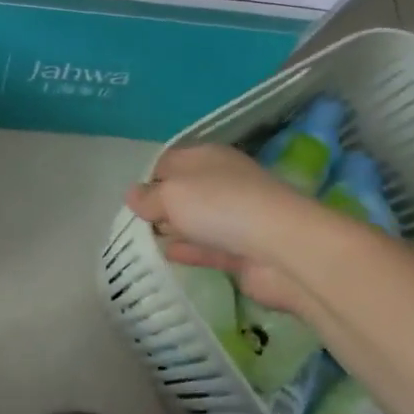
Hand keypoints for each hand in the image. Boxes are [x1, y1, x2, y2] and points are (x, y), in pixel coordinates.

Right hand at [126, 144, 315, 311]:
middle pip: (184, 191)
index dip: (149, 177)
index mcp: (206, 157)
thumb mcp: (173, 194)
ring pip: (196, 221)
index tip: (131, 200)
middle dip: (160, 205)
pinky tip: (168, 257)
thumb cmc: (220, 205)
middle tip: (133, 225)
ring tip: (143, 243)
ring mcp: (235, 218)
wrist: (282, 247)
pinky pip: (208, 248)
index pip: (170, 161)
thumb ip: (149, 196)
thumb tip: (132, 194)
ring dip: (174, 229)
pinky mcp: (243, 252)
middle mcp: (222, 182)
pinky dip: (189, 250)